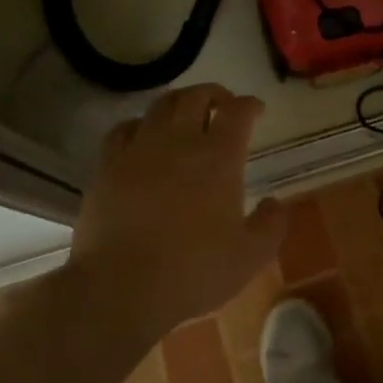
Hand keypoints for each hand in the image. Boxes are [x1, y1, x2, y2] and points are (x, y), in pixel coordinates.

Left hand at [69, 84, 287, 343]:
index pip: (238, 112)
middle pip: (197, 96)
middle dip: (215, 94)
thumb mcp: (250, 256)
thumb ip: (271, 225)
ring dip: (179, 102)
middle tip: (223, 105)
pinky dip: (140, 124)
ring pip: (160, 106)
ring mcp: (139, 150)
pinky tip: (143, 136)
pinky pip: (123, 129)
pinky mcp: (107, 166)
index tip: (257, 110)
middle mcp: (179, 141)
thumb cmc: (193, 271)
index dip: (250, 105)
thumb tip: (275, 202)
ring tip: (186, 114)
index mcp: (219, 158)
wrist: (120, 288)